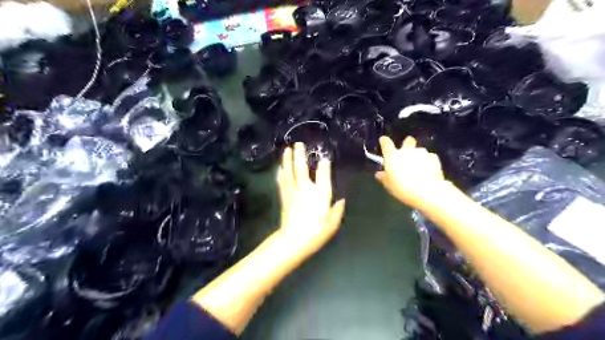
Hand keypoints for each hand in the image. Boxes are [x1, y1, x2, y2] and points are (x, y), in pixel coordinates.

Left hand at [277, 141, 344, 255]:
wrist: (293, 240)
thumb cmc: (316, 232)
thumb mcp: (332, 223)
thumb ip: (337, 210)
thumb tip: (341, 200)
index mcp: (320, 194)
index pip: (323, 175)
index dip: (324, 165)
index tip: (324, 158)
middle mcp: (305, 189)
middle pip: (301, 168)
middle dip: (300, 154)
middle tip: (298, 143)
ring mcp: (292, 191)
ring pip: (289, 171)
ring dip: (287, 159)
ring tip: (286, 149)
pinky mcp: (284, 197)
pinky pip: (282, 180)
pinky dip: (281, 172)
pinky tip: (280, 167)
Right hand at [374, 135, 452, 210]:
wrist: (426, 191)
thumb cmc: (402, 188)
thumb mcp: (389, 185)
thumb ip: (384, 177)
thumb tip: (379, 174)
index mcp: (393, 156)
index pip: (386, 143)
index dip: (384, 141)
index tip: (383, 140)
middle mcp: (407, 151)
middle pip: (408, 140)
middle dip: (407, 144)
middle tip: (407, 153)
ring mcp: (422, 153)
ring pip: (420, 150)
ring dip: (419, 156)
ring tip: (420, 168)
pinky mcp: (434, 158)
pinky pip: (430, 157)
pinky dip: (429, 162)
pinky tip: (429, 171)